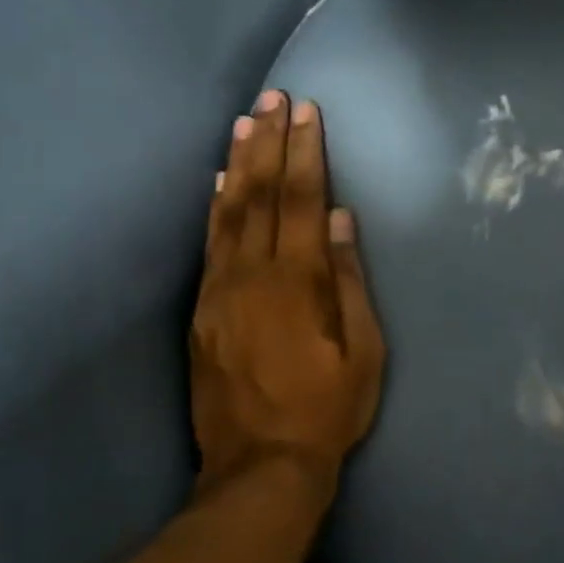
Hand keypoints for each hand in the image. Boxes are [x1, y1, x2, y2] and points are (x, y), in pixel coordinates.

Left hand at [192, 90, 384, 487]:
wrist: (261, 464)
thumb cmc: (327, 411)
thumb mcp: (362, 353)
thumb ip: (348, 282)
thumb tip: (339, 220)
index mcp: (296, 283)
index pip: (301, 201)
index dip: (305, 153)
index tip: (308, 112)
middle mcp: (251, 276)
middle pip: (259, 196)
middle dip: (270, 144)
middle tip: (274, 98)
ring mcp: (219, 292)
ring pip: (226, 215)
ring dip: (237, 165)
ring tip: (245, 123)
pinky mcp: (200, 313)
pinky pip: (207, 247)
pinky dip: (214, 209)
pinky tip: (217, 186)